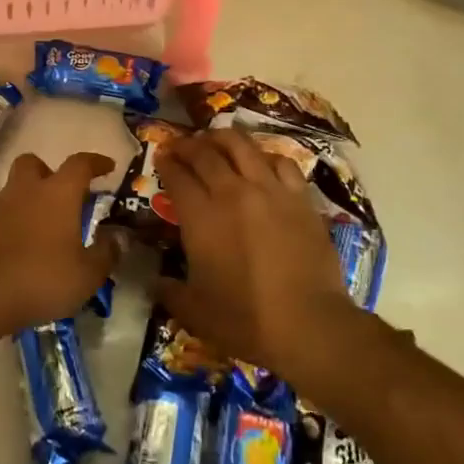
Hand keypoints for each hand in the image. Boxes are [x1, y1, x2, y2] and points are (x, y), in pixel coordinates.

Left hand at [0, 152, 117, 336]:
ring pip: (16, 189)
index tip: (108, 166)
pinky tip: (23, 247)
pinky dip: (15, 222)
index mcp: (58, 193)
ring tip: (45, 229)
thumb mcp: (86, 275)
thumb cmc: (40, 278)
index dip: (96, 162)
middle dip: (50, 172)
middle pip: (34, 163)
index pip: (80, 164)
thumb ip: (106, 253)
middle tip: (64, 194)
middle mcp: (26, 190)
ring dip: (31, 199)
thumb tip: (118, 237)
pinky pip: (2, 214)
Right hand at [153, 130, 364, 384]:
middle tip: (182, 147)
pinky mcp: (300, 198)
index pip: (177, 176)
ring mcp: (270, 191)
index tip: (161, 158)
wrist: (309, 325)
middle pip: (206, 154)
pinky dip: (265, 157)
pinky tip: (261, 163)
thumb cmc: (246, 321)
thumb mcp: (194, 312)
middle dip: (188, 146)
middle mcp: (232, 193)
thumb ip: (168, 291)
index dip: (166, 163)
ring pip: (242, 146)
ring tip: (216, 140)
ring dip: (223, 139)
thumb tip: (154, 281)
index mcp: (201, 217)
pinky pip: (281, 162)